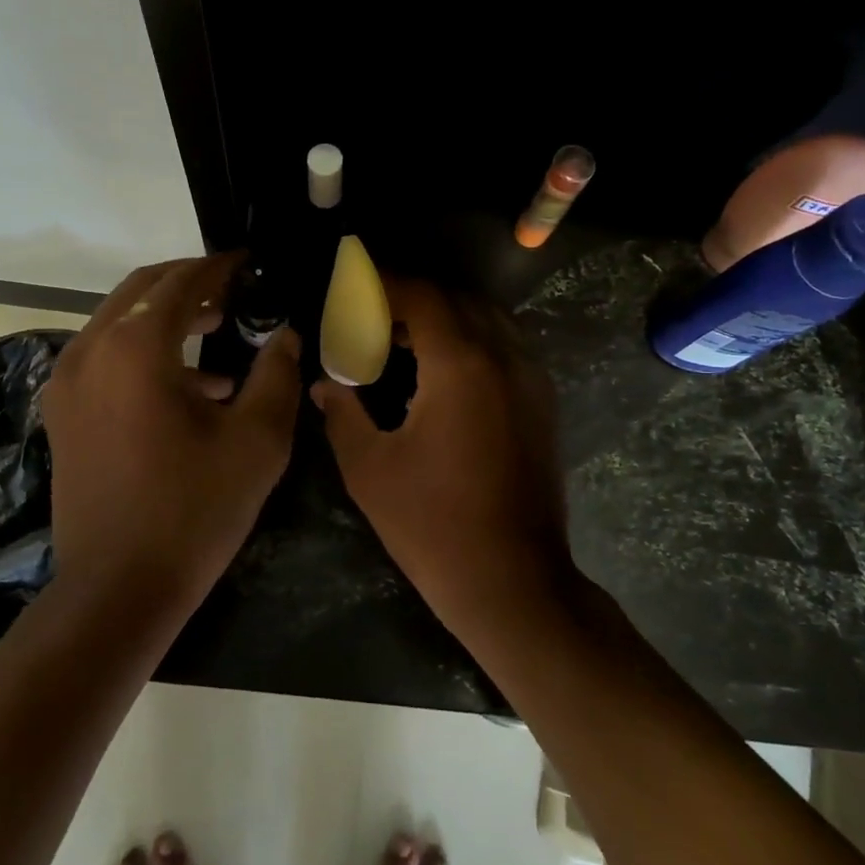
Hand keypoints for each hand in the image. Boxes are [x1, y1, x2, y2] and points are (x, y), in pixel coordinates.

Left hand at [44, 254, 301, 600]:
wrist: (118, 588)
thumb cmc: (195, 510)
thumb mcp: (257, 440)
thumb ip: (277, 375)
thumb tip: (286, 335)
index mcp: (136, 348)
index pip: (181, 282)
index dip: (218, 266)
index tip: (248, 262)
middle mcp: (91, 350)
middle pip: (141, 291)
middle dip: (190, 284)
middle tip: (235, 291)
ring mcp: (68, 383)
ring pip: (120, 322)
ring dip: (167, 317)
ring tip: (220, 333)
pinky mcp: (63, 413)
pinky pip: (106, 357)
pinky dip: (145, 352)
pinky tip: (193, 388)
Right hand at [313, 278, 573, 623]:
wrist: (513, 581)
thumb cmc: (432, 526)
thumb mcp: (370, 469)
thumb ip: (343, 413)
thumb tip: (323, 383)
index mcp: (461, 365)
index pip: (422, 296)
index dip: (384, 283)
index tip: (353, 284)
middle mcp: (504, 357)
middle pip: (456, 300)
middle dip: (411, 299)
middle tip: (370, 315)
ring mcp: (531, 379)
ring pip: (486, 320)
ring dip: (443, 317)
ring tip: (401, 340)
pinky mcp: (542, 403)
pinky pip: (504, 346)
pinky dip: (470, 340)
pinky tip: (440, 370)